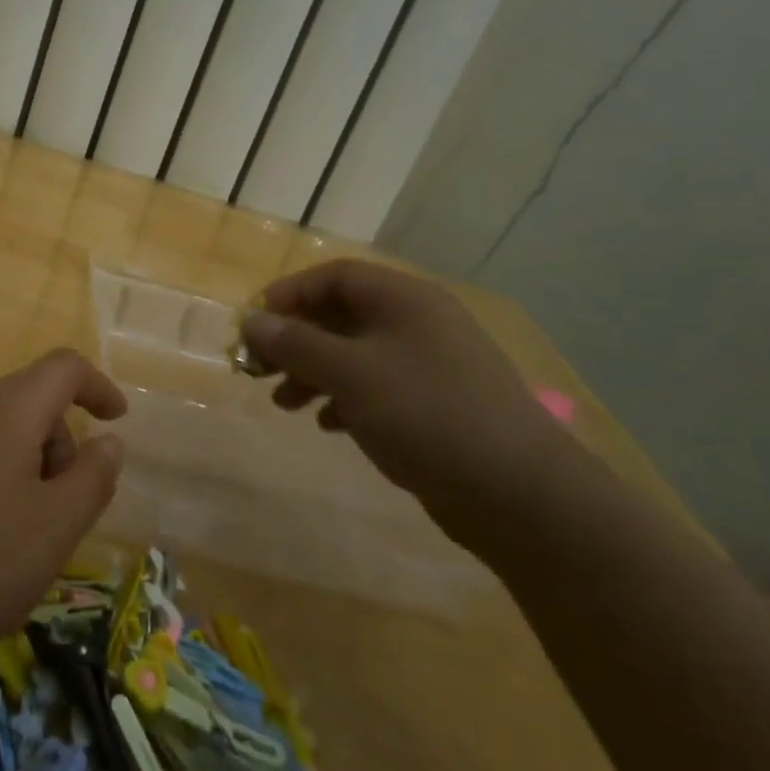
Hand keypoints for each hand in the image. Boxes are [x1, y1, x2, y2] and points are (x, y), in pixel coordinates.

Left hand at [0, 349, 127, 666]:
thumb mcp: (54, 527)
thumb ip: (93, 478)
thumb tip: (109, 442)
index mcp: (6, 410)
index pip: (64, 368)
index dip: (99, 386)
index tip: (117, 421)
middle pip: (32, 401)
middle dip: (62, 443)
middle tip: (65, 509)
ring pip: (0, 431)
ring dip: (29, 467)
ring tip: (23, 535)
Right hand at [242, 259, 579, 521]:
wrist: (518, 493)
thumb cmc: (426, 414)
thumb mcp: (350, 373)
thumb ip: (296, 344)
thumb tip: (251, 321)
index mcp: (405, 300)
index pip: (336, 276)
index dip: (290, 294)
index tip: (255, 323)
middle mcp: (418, 324)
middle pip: (342, 316)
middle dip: (296, 340)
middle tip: (259, 368)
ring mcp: (429, 366)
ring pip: (355, 355)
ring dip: (313, 372)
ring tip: (284, 404)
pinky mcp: (434, 406)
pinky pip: (376, 388)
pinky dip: (343, 399)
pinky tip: (327, 424)